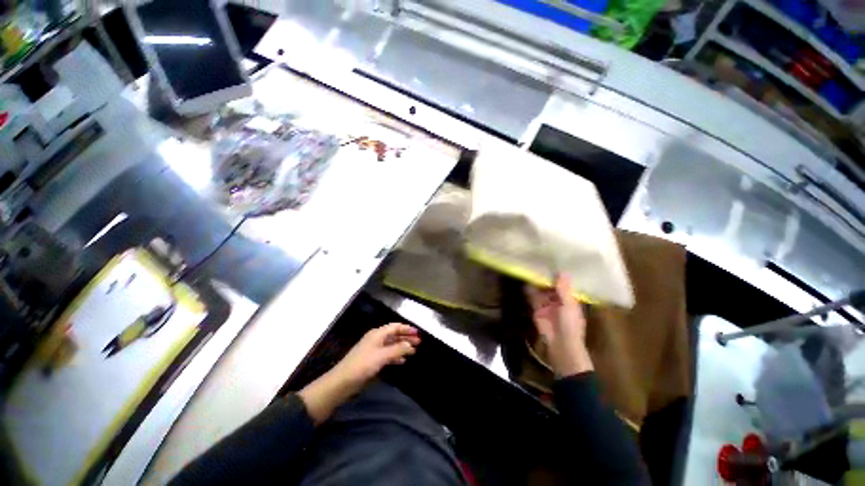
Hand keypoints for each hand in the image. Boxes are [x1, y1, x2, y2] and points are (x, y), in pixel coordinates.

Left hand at [298, 323, 419, 423]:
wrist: (342, 382)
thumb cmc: (362, 365)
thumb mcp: (382, 356)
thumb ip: (398, 349)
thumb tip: (410, 345)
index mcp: (377, 334)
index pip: (395, 327)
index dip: (407, 329)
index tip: (418, 333)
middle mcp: (376, 339)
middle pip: (394, 335)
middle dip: (406, 338)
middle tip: (419, 342)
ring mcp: (373, 350)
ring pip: (391, 345)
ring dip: (402, 347)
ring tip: (413, 351)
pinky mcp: (372, 360)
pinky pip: (387, 354)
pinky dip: (395, 356)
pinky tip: (402, 361)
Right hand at [526, 274, 592, 377]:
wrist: (561, 344)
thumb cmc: (570, 324)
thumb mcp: (569, 305)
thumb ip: (564, 289)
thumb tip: (563, 271)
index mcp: (569, 299)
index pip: (563, 284)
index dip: (558, 275)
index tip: (551, 263)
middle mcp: (557, 300)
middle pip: (550, 286)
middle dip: (545, 278)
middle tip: (538, 264)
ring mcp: (546, 305)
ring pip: (540, 291)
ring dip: (536, 283)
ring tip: (530, 270)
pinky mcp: (536, 309)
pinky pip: (532, 298)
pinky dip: (529, 291)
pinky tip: (525, 283)